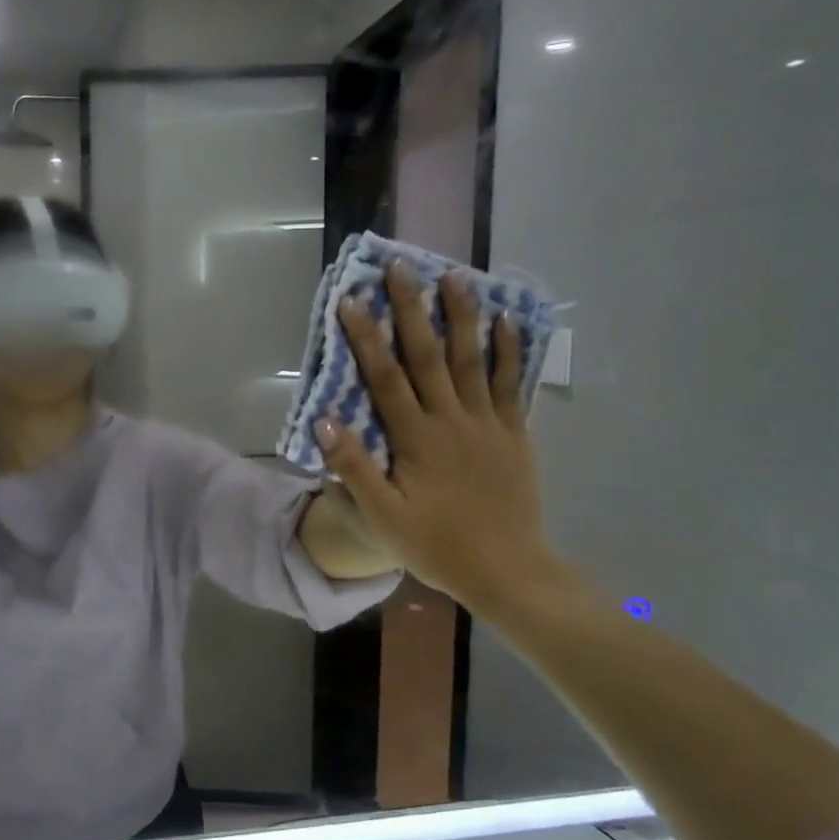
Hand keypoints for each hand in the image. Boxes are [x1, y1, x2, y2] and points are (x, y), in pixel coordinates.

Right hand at [316, 264, 567, 617]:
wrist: (508, 572)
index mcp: (416, 439)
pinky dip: (508, 351)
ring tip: (455, 276)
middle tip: (401, 267)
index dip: (366, 337)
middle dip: (412, 310)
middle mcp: (451, 420)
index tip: (350, 299)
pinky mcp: (514, 434)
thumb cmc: (438, 546)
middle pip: (428, 355)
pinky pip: (509, 385)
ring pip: (472, 360)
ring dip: (462, 316)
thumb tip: (324, 420)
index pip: (385, 377)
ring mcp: (487, 424)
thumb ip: (353, 468)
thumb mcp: (384, 517)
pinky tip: (506, 322)